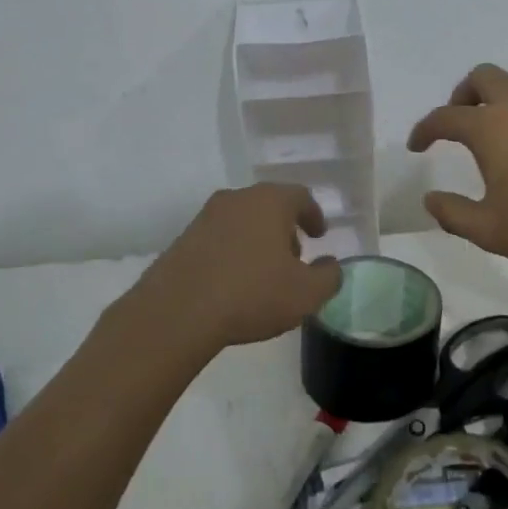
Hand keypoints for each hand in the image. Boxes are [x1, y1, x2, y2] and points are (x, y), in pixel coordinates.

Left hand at [128, 184, 343, 353]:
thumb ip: (328, 277)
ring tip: (263, 273)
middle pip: (268, 205)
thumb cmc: (251, 294)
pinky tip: (233, 282)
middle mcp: (237, 199)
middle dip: (285, 228)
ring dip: (257, 240)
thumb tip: (330, 266)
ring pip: (241, 220)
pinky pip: (218, 238)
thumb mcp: (306, 294)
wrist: (177, 311)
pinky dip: (232, 252)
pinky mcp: (183, 239)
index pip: (300, 196)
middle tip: (294, 256)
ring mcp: (205, 217)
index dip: (313, 215)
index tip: (319, 235)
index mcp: (269, 201)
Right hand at [408, 64, 507, 284]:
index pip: (447, 116)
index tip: (416, 147)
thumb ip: (452, 213)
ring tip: (479, 142)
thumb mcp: (488, 229)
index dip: (425, 129)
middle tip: (453, 127)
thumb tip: (430, 199)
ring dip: (488, 103)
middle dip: (461, 94)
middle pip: (483, 77)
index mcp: (491, 129)